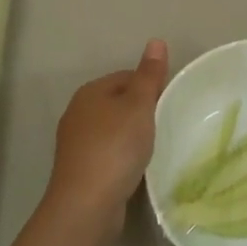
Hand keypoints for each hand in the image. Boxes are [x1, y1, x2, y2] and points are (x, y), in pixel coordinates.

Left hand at [45, 40, 169, 242]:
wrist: (86, 204)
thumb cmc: (115, 147)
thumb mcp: (139, 106)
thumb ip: (149, 75)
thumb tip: (156, 41)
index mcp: (90, 92)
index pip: (126, 77)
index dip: (150, 86)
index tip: (170, 102)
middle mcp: (78, 113)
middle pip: (118, 102)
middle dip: (141, 111)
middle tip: (166, 124)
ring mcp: (76, 143)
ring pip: (112, 129)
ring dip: (132, 136)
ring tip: (155, 147)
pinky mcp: (80, 169)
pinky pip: (108, 153)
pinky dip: (123, 156)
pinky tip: (137, 167)